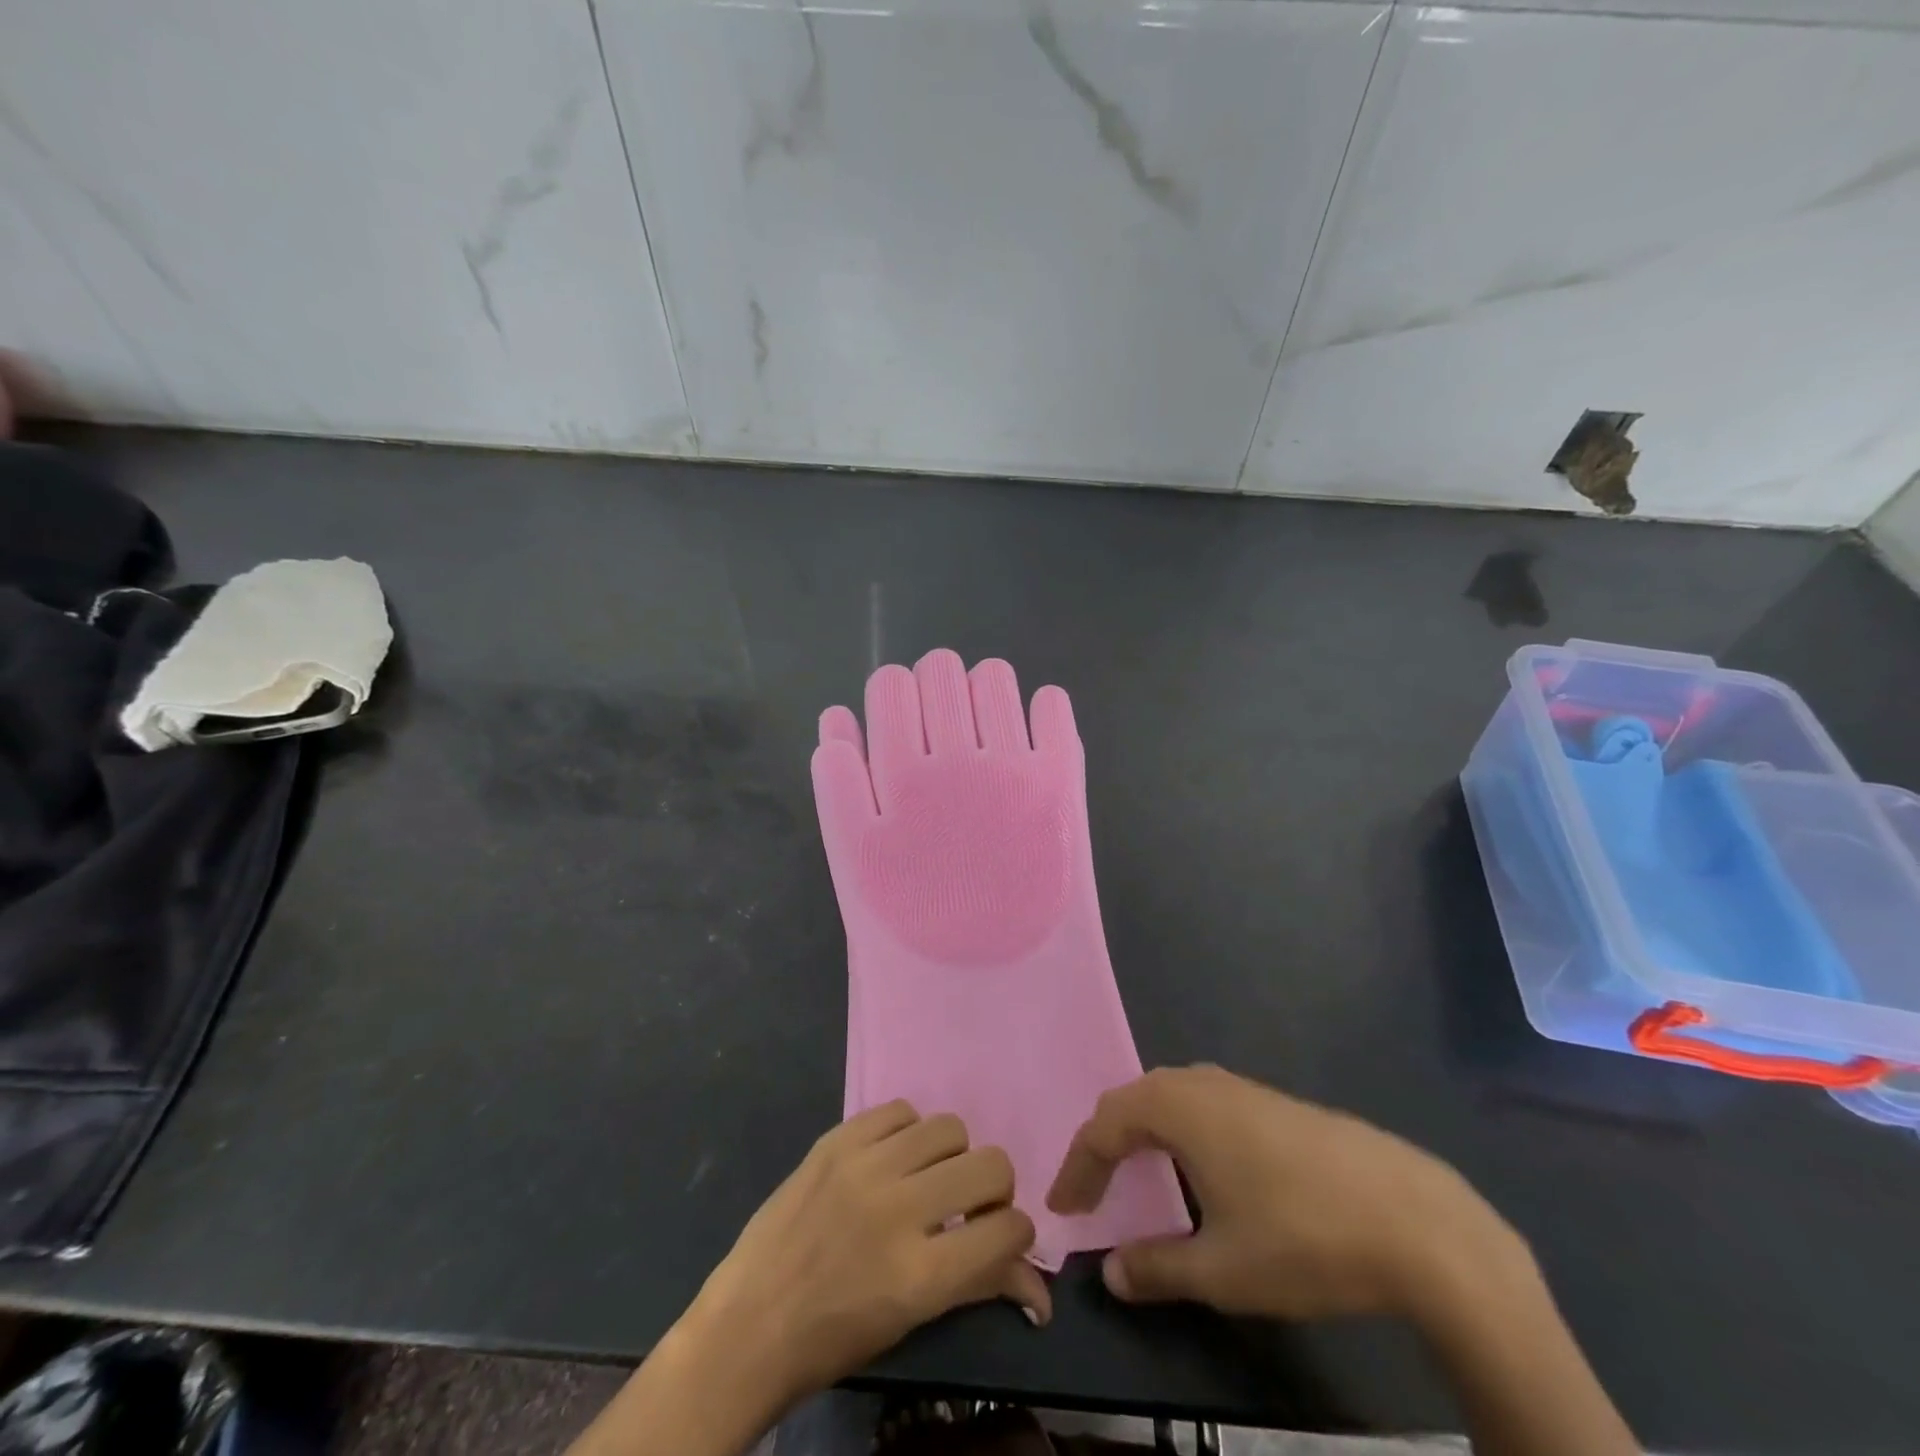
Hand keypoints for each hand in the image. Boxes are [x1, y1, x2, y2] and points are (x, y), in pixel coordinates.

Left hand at [694, 1100, 1048, 1401]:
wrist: (749, 1323)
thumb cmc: (834, 1338)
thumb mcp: (913, 1320)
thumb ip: (979, 1287)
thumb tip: (1042, 1289)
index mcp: (921, 1274)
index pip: (1008, 1229)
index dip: (1018, 1233)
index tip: (1002, 1236)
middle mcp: (900, 1209)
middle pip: (990, 1165)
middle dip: (993, 1188)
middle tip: (969, 1205)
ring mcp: (865, 1166)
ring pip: (949, 1127)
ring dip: (951, 1155)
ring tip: (928, 1177)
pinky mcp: (837, 1140)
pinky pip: (900, 1109)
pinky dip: (908, 1131)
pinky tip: (892, 1157)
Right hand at [1047, 1065, 1527, 1322]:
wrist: (1417, 1221)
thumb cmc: (1302, 1238)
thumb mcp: (1221, 1270)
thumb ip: (1157, 1268)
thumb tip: (1111, 1272)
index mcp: (1177, 1107)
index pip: (1104, 1126)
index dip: (1078, 1167)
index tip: (1064, 1209)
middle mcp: (1202, 1083)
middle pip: (1134, 1100)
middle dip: (1107, 1143)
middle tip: (1094, 1187)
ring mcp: (1243, 1087)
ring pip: (1172, 1097)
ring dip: (1145, 1133)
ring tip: (1138, 1175)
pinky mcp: (1276, 1102)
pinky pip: (1205, 1105)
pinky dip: (1182, 1131)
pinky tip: (1203, 1170)